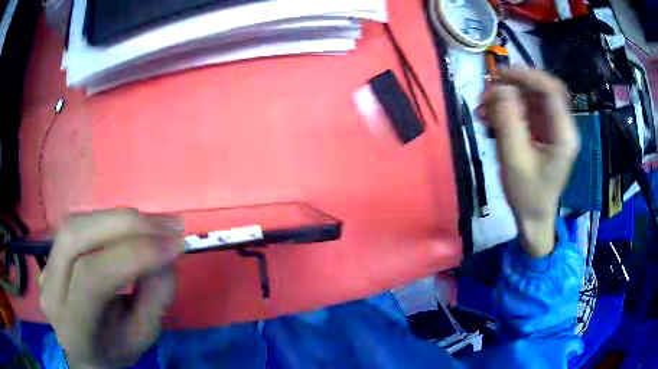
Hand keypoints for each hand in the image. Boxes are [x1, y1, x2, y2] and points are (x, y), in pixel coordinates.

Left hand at [39, 209, 183, 367]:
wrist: (84, 351)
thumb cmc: (116, 350)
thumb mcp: (143, 337)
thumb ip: (155, 297)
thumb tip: (167, 254)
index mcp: (74, 329)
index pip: (92, 279)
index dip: (132, 256)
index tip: (174, 246)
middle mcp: (50, 292)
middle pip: (75, 238)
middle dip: (124, 225)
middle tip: (166, 224)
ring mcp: (44, 270)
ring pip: (74, 224)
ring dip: (117, 218)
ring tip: (153, 223)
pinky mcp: (48, 255)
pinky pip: (75, 227)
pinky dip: (106, 221)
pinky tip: (128, 226)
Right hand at [479, 69, 578, 257]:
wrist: (533, 218)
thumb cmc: (527, 195)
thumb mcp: (514, 160)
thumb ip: (508, 121)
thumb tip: (500, 87)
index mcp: (563, 135)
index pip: (551, 91)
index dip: (526, 77)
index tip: (499, 75)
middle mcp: (561, 126)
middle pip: (540, 90)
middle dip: (513, 85)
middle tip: (487, 90)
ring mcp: (551, 128)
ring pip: (530, 98)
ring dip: (506, 97)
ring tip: (482, 108)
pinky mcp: (542, 131)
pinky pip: (524, 110)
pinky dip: (506, 109)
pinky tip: (489, 118)